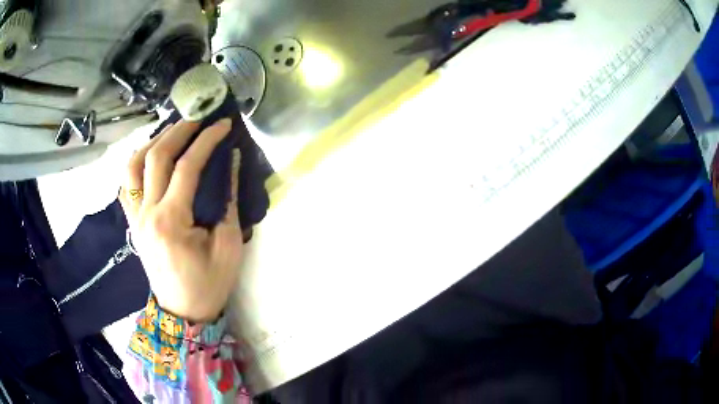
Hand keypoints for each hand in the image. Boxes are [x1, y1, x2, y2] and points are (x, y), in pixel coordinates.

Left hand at [119, 119, 242, 322]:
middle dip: (178, 130)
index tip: (222, 124)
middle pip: (155, 157)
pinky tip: (148, 157)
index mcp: (171, 221)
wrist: (182, 313)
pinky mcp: (132, 223)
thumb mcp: (229, 246)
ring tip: (170, 133)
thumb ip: (228, 201)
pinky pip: (126, 185)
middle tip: (197, 117)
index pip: (187, 167)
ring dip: (151, 142)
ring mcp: (134, 218)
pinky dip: (135, 164)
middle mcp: (146, 213)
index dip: (206, 140)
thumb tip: (230, 162)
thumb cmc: (208, 284)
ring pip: (132, 166)